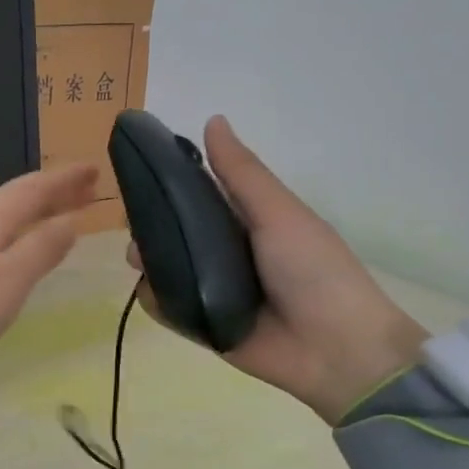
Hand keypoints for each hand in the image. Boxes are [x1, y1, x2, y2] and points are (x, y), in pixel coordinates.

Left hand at [0, 163, 99, 378]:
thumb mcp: (8, 280)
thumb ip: (41, 249)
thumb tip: (70, 221)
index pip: (32, 190)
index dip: (64, 179)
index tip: (95, 168)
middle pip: (17, 201)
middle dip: (54, 193)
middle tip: (88, 188)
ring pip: (4, 219)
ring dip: (37, 213)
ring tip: (63, 214)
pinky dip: (18, 234)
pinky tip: (20, 248)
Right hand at [132, 117, 427, 422]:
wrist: (334, 349)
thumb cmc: (313, 269)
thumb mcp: (279, 213)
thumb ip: (241, 174)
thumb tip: (212, 119)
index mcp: (245, 221)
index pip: (196, 195)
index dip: (167, 183)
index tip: (137, 172)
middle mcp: (223, 252)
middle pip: (172, 232)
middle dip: (148, 225)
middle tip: (134, 225)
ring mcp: (209, 290)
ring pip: (163, 268)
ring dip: (145, 260)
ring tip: (138, 259)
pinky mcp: (199, 325)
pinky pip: (165, 308)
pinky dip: (152, 299)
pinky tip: (147, 290)